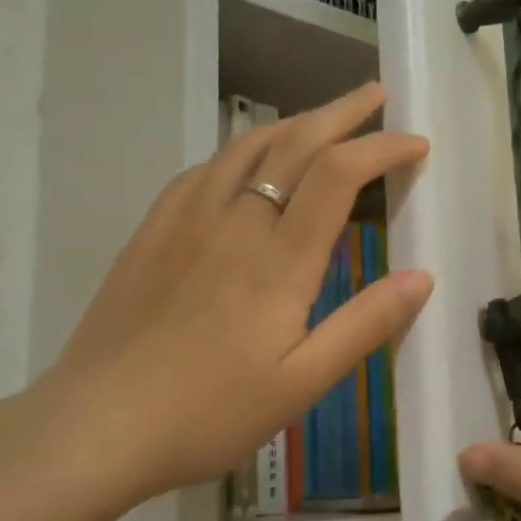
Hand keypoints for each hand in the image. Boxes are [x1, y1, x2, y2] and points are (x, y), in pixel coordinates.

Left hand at [32, 80, 432, 510]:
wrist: (98, 424)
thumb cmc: (209, 412)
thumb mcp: (301, 383)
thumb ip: (364, 326)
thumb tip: (422, 277)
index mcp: (278, 260)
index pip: (338, 174)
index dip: (382, 148)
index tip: (415, 142)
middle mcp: (234, 222)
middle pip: (294, 144)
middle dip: (342, 113)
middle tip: (376, 96)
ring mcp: (185, 221)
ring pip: (245, 148)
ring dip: (291, 123)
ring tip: (320, 118)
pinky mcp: (151, 232)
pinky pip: (202, 171)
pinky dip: (238, 150)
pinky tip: (243, 161)